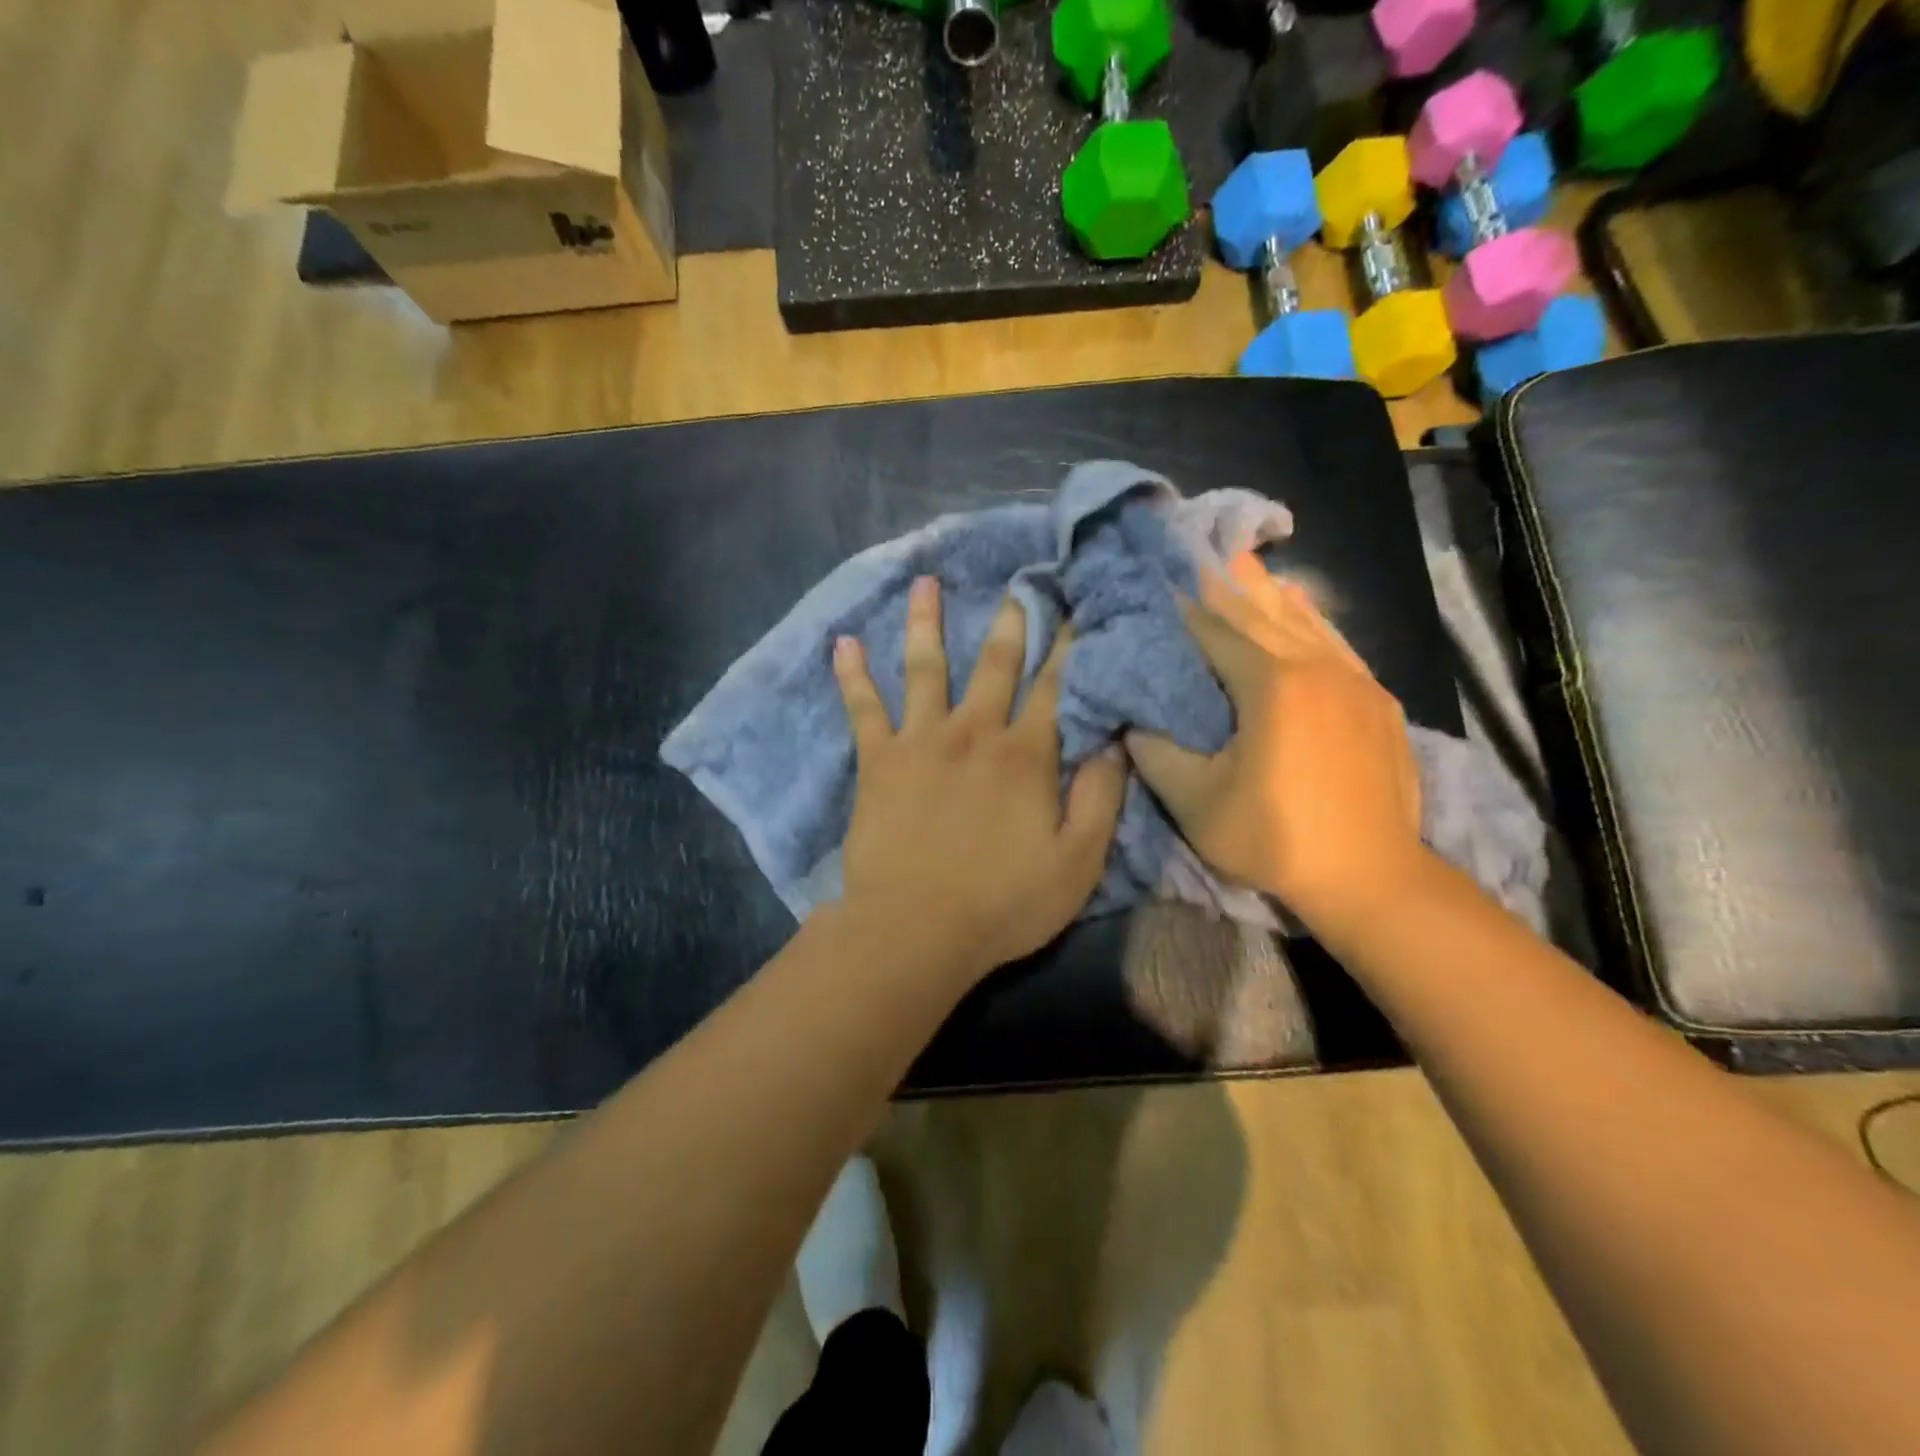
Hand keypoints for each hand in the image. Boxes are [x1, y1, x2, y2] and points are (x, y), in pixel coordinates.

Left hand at [832, 577, 1126, 980]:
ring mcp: (921, 740)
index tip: (1076, 608)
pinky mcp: (878, 760)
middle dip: (1011, 621)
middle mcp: (974, 732)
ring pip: (926, 668)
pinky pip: (863, 708)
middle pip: (996, 664)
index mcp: (1026, 756)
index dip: (1070, 647)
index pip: (1055, 688)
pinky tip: (843, 642)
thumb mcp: (1077, 862)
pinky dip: (853, 675)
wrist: (915, 929)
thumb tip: (1114, 741)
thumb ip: (1100, 798)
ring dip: (927, 623)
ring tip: (925, 582)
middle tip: (1017, 581)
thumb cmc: (1003, 903)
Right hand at [1125, 555, 1426, 932]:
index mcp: (1271, 687)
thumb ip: (1156, 752)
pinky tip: (1303, 609)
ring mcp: (1355, 682)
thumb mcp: (1196, 803)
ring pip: (1305, 622)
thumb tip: (1132, 719)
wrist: (1371, 877)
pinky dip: (1312, 620)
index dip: (1184, 610)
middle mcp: (1316, 669)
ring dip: (1270, 593)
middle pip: (1263, 615)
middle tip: (1202, 552)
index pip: (1217, 634)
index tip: (1158, 585)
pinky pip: (1337, 644)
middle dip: (1228, 585)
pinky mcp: (1377, 702)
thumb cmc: (1274, 839)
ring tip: (1247, 564)